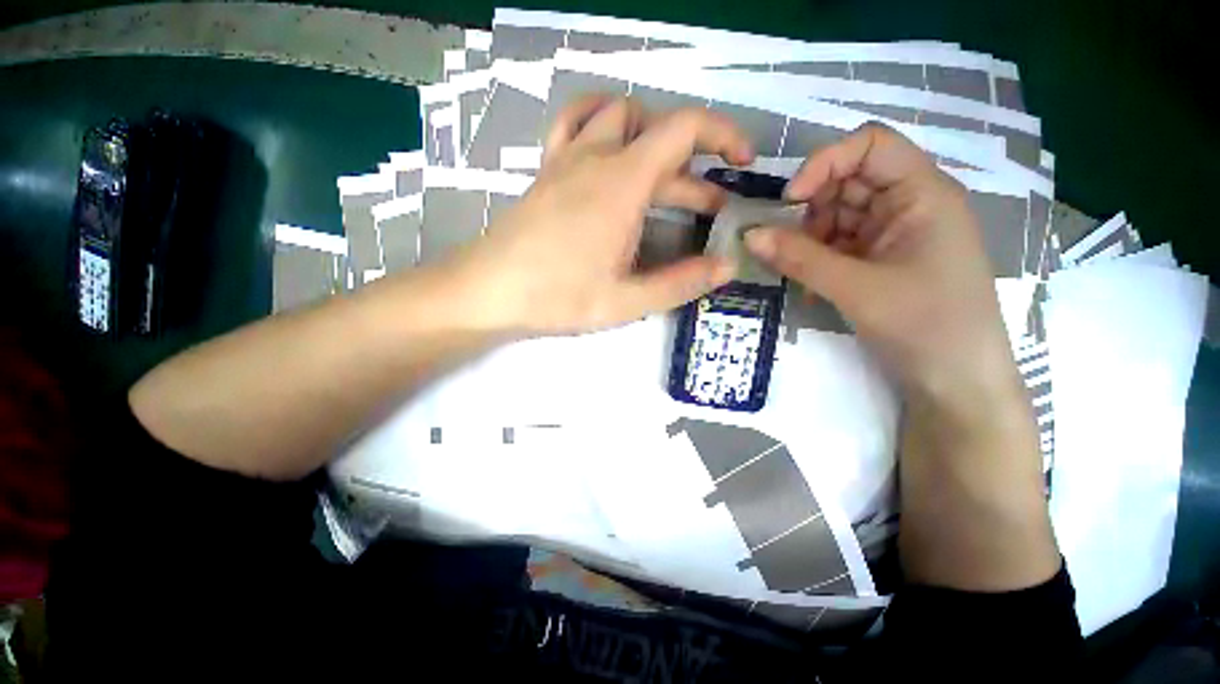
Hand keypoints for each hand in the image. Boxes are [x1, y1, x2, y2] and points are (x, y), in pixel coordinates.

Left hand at [445, 95, 753, 334]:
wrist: (489, 291)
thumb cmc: (557, 297)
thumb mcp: (626, 300)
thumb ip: (680, 283)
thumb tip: (726, 266)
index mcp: (622, 183)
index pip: (684, 129)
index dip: (723, 135)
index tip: (742, 163)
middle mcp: (596, 156)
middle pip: (657, 135)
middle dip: (694, 168)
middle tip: (710, 211)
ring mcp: (566, 159)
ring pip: (618, 118)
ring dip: (653, 137)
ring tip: (667, 175)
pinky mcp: (548, 170)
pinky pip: (576, 123)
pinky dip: (602, 123)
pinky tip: (610, 150)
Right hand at [744, 123, 1019, 408]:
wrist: (956, 383)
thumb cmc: (924, 325)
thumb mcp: (856, 288)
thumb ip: (799, 258)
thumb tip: (748, 235)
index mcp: (921, 193)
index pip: (869, 145)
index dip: (825, 163)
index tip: (790, 202)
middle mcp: (908, 205)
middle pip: (847, 181)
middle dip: (811, 210)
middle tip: (787, 247)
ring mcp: (893, 234)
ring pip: (836, 215)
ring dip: (809, 240)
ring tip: (798, 272)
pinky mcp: (879, 260)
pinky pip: (838, 245)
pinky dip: (816, 260)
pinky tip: (809, 286)